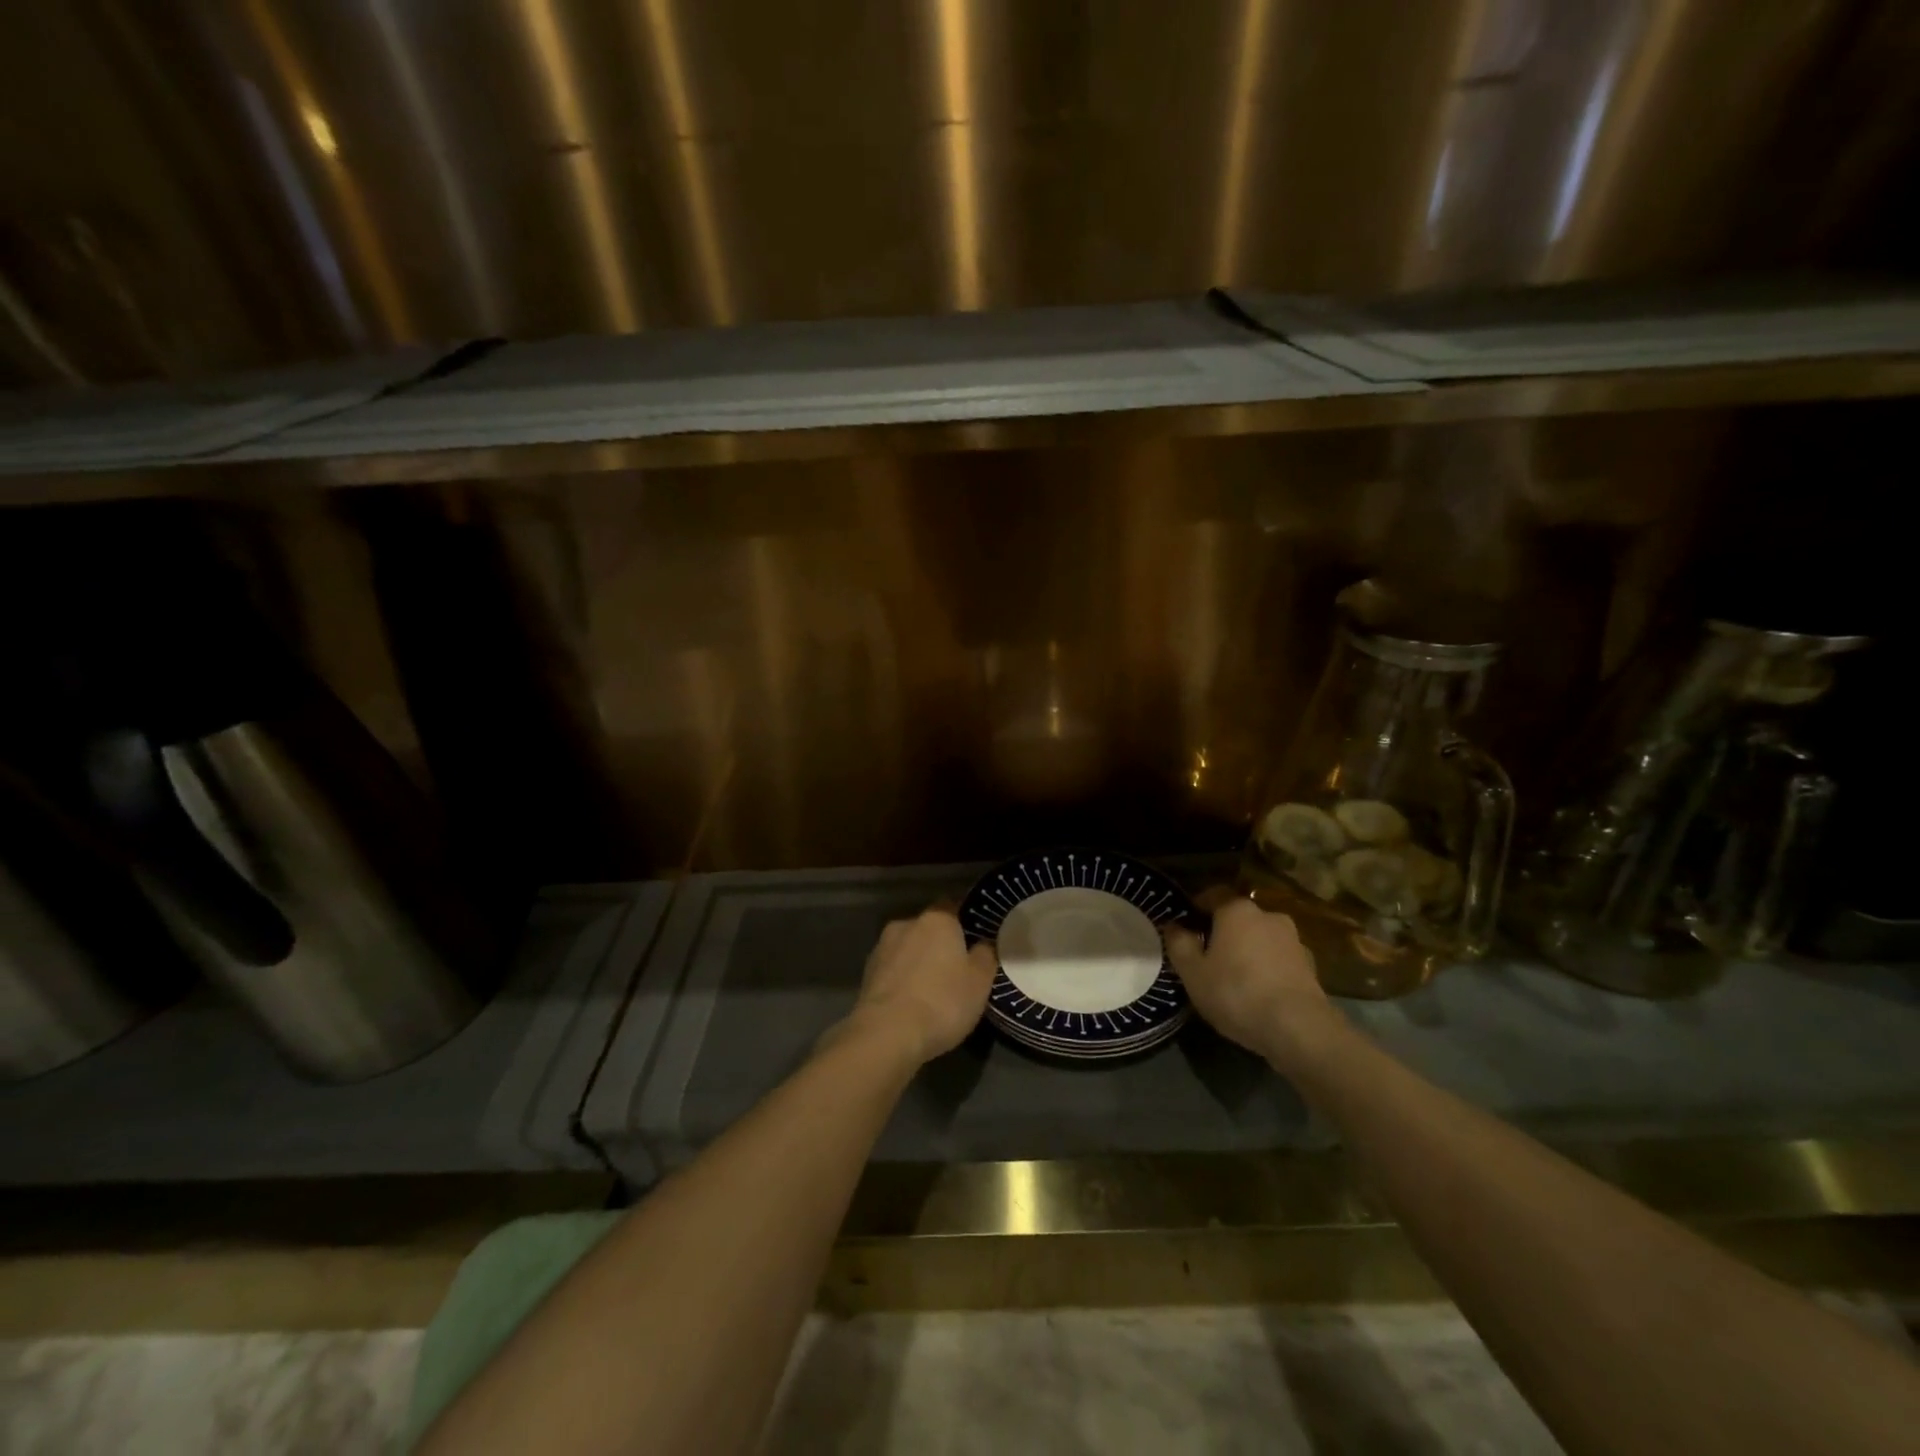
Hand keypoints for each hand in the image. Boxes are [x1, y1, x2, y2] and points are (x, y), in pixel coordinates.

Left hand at [839, 907, 996, 1065]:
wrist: (886, 1034)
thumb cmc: (942, 1002)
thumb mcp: (980, 982)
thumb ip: (985, 956)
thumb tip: (983, 943)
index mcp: (937, 919)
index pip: (953, 905)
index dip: (965, 921)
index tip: (974, 940)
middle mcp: (906, 923)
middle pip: (929, 928)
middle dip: (940, 944)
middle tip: (955, 970)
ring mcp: (882, 947)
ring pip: (908, 948)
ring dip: (918, 962)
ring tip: (931, 991)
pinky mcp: (866, 973)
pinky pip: (892, 969)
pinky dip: (902, 979)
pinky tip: (910, 1003)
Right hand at [1162, 892, 1347, 1072]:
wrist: (1298, 1028)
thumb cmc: (1236, 992)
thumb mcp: (1193, 972)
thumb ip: (1179, 944)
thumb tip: (1173, 925)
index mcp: (1237, 910)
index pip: (1213, 894)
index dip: (1197, 907)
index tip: (1186, 926)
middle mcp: (1268, 915)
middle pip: (1238, 917)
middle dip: (1223, 931)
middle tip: (1208, 956)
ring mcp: (1293, 940)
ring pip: (1261, 938)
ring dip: (1248, 950)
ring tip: (1235, 977)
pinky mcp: (1310, 966)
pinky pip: (1279, 959)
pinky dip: (1268, 968)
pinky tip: (1259, 992)